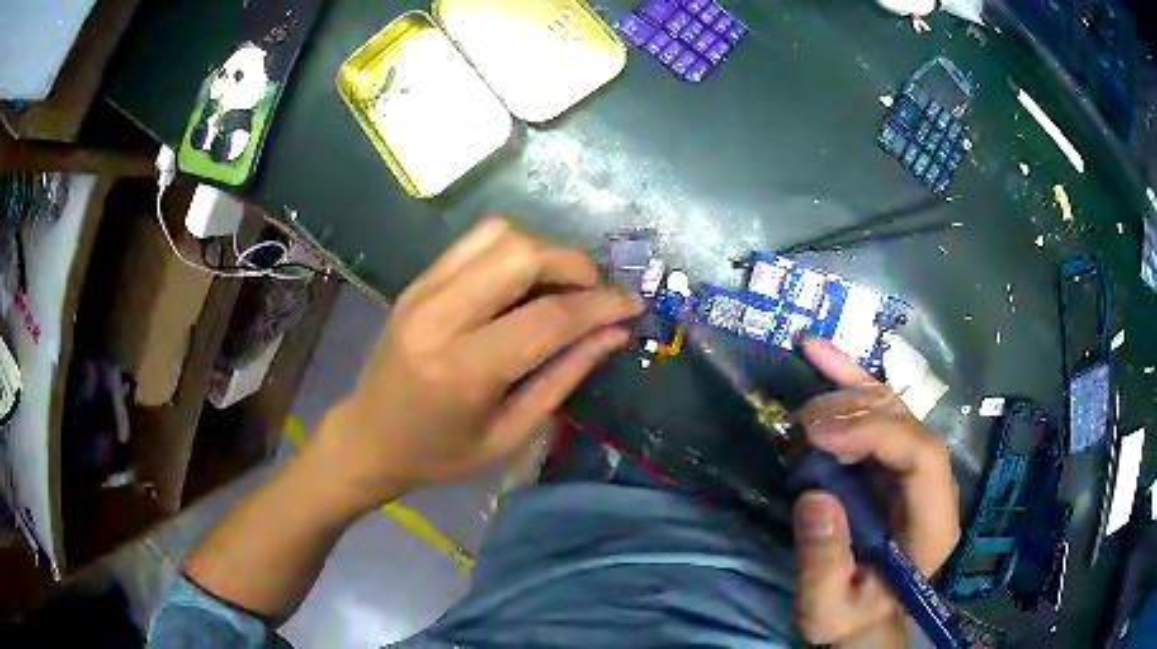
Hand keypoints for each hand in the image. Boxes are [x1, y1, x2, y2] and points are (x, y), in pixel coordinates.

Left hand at [314, 218, 642, 508]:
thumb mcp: (509, 435)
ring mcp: (422, 291)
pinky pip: (474, 242)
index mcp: (463, 370)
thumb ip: (562, 379)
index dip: (600, 306)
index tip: (633, 305)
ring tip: (562, 285)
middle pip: (520, 254)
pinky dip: (513, 249)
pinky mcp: (417, 281)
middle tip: (596, 293)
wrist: (368, 437)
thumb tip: (613, 334)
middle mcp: (439, 317)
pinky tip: (525, 280)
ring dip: (543, 250)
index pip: (547, 318)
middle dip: (573, 264)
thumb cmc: (439, 454)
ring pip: (498, 235)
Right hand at [791, 339, 959, 646]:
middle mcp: (933, 487)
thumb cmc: (849, 617)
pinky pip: (878, 412)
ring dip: (851, 388)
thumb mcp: (826, 607)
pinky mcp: (893, 463)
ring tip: (809, 382)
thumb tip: (814, 497)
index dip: (877, 433)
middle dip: (858, 410)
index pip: (923, 457)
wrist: (864, 617)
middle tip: (805, 423)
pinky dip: (850, 383)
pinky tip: (822, 355)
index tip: (821, 435)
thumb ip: (823, 562)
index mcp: (933, 525)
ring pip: (895, 408)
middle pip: (910, 424)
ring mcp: (915, 470)